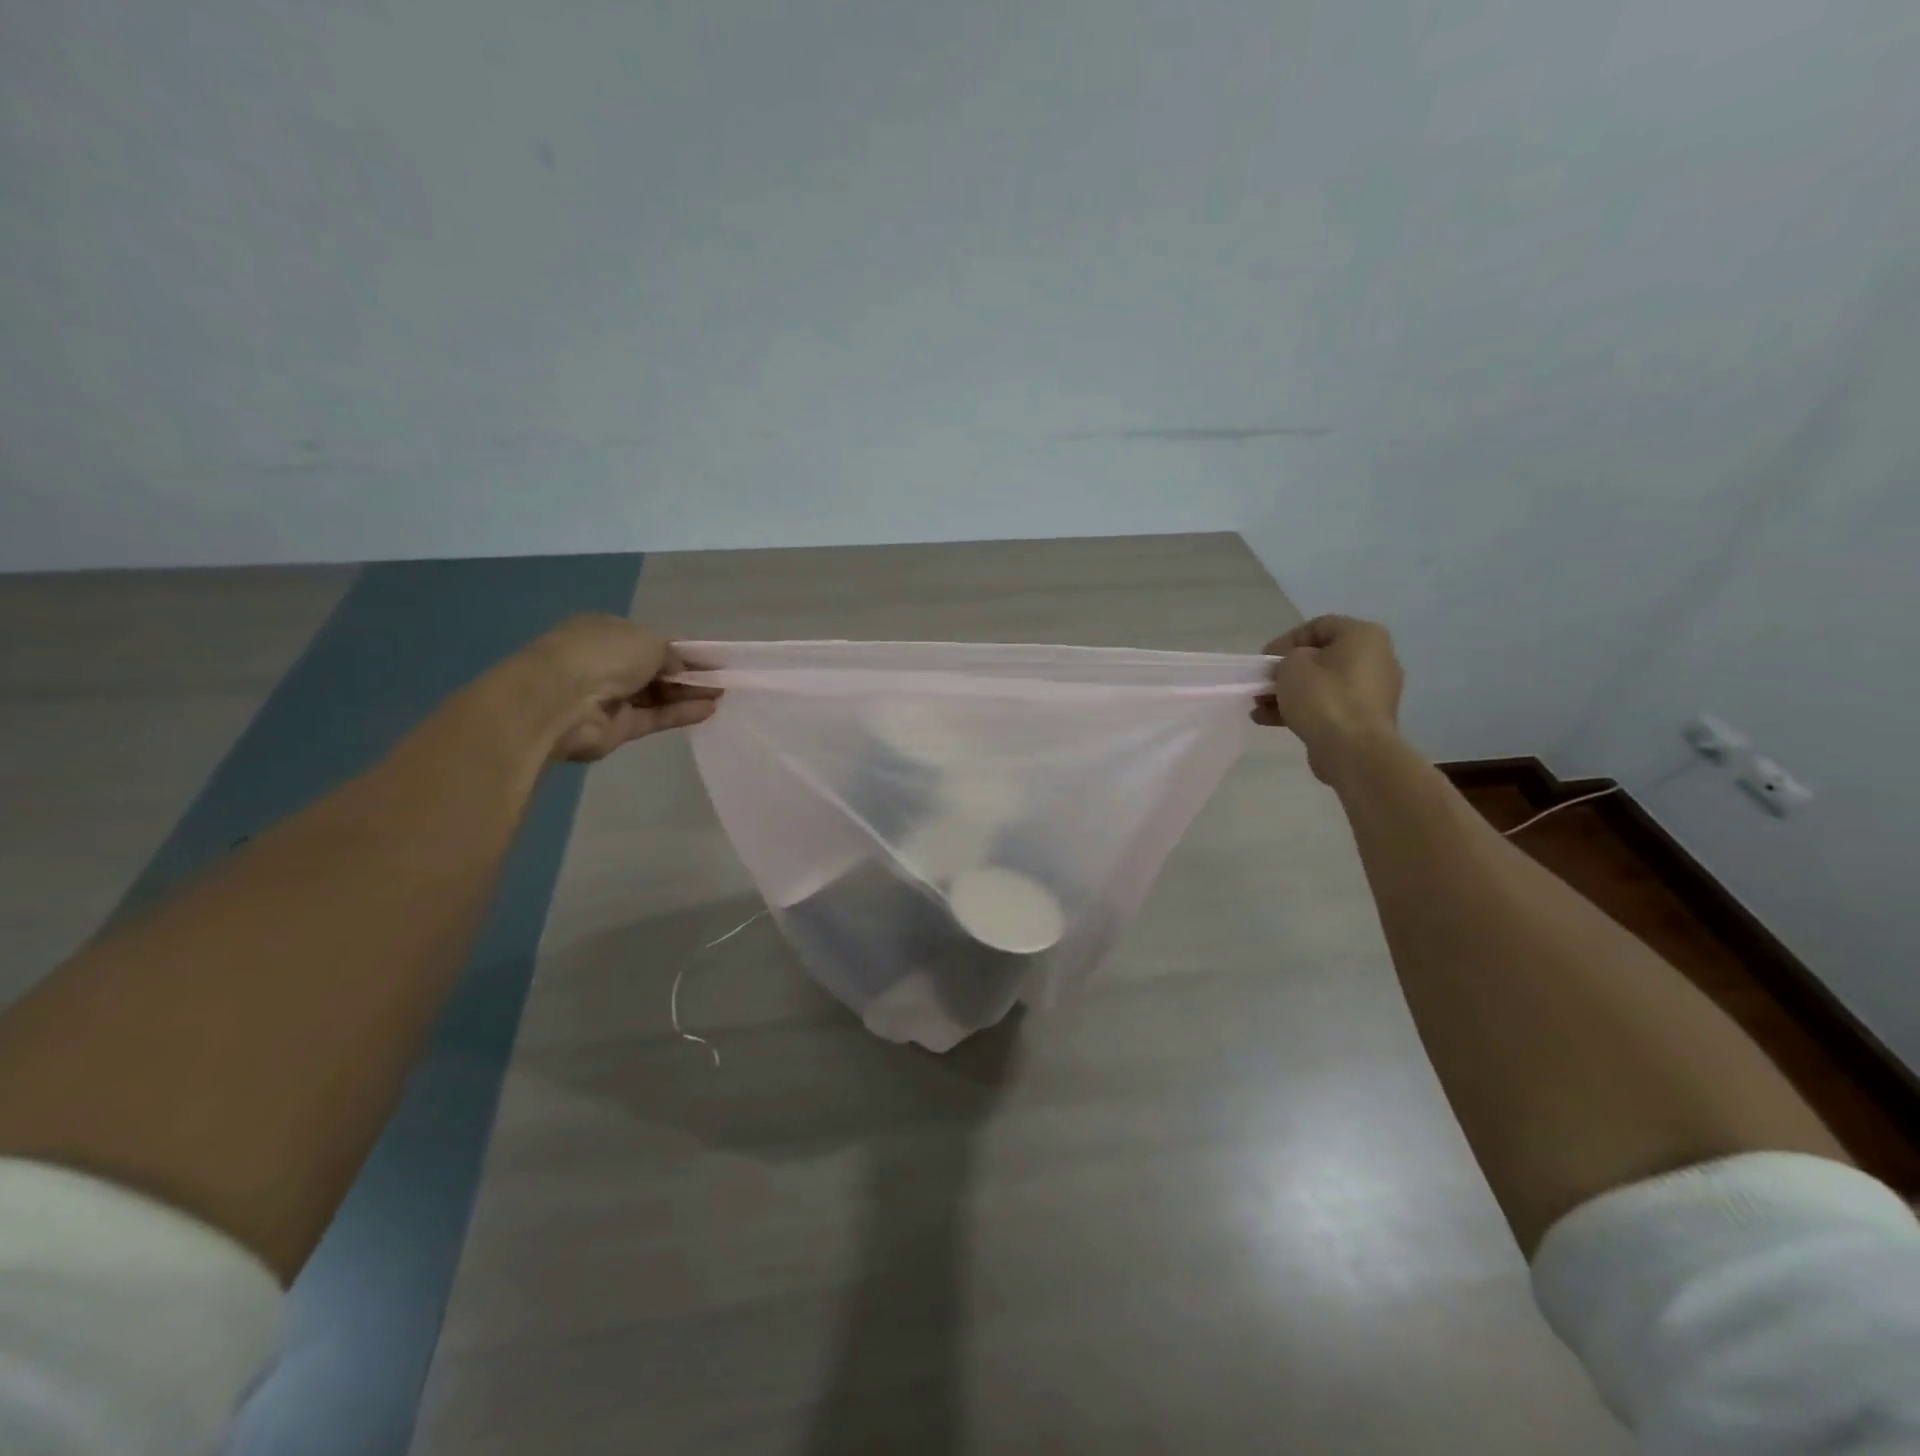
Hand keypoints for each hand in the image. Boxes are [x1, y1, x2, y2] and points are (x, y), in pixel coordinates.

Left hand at [520, 615, 719, 761]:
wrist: (559, 702)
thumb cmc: (603, 655)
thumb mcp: (648, 640)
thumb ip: (673, 653)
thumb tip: (684, 667)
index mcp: (607, 632)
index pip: (652, 641)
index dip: (683, 650)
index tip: (713, 660)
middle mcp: (608, 663)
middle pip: (657, 670)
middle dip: (690, 674)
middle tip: (724, 680)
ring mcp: (612, 697)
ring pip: (658, 695)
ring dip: (689, 694)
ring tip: (723, 696)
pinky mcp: (618, 728)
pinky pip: (656, 718)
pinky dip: (681, 713)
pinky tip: (709, 710)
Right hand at [1252, 615, 1403, 784]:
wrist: (1354, 751)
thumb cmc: (1324, 698)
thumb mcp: (1292, 665)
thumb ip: (1286, 658)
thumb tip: (1291, 668)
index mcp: (1364, 636)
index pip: (1318, 626)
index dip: (1286, 640)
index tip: (1265, 661)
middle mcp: (1376, 659)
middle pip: (1320, 658)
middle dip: (1285, 671)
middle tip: (1262, 683)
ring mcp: (1373, 692)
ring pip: (1322, 685)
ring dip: (1288, 693)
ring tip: (1259, 705)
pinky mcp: (1364, 719)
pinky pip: (1328, 707)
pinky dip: (1301, 710)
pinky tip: (1268, 720)